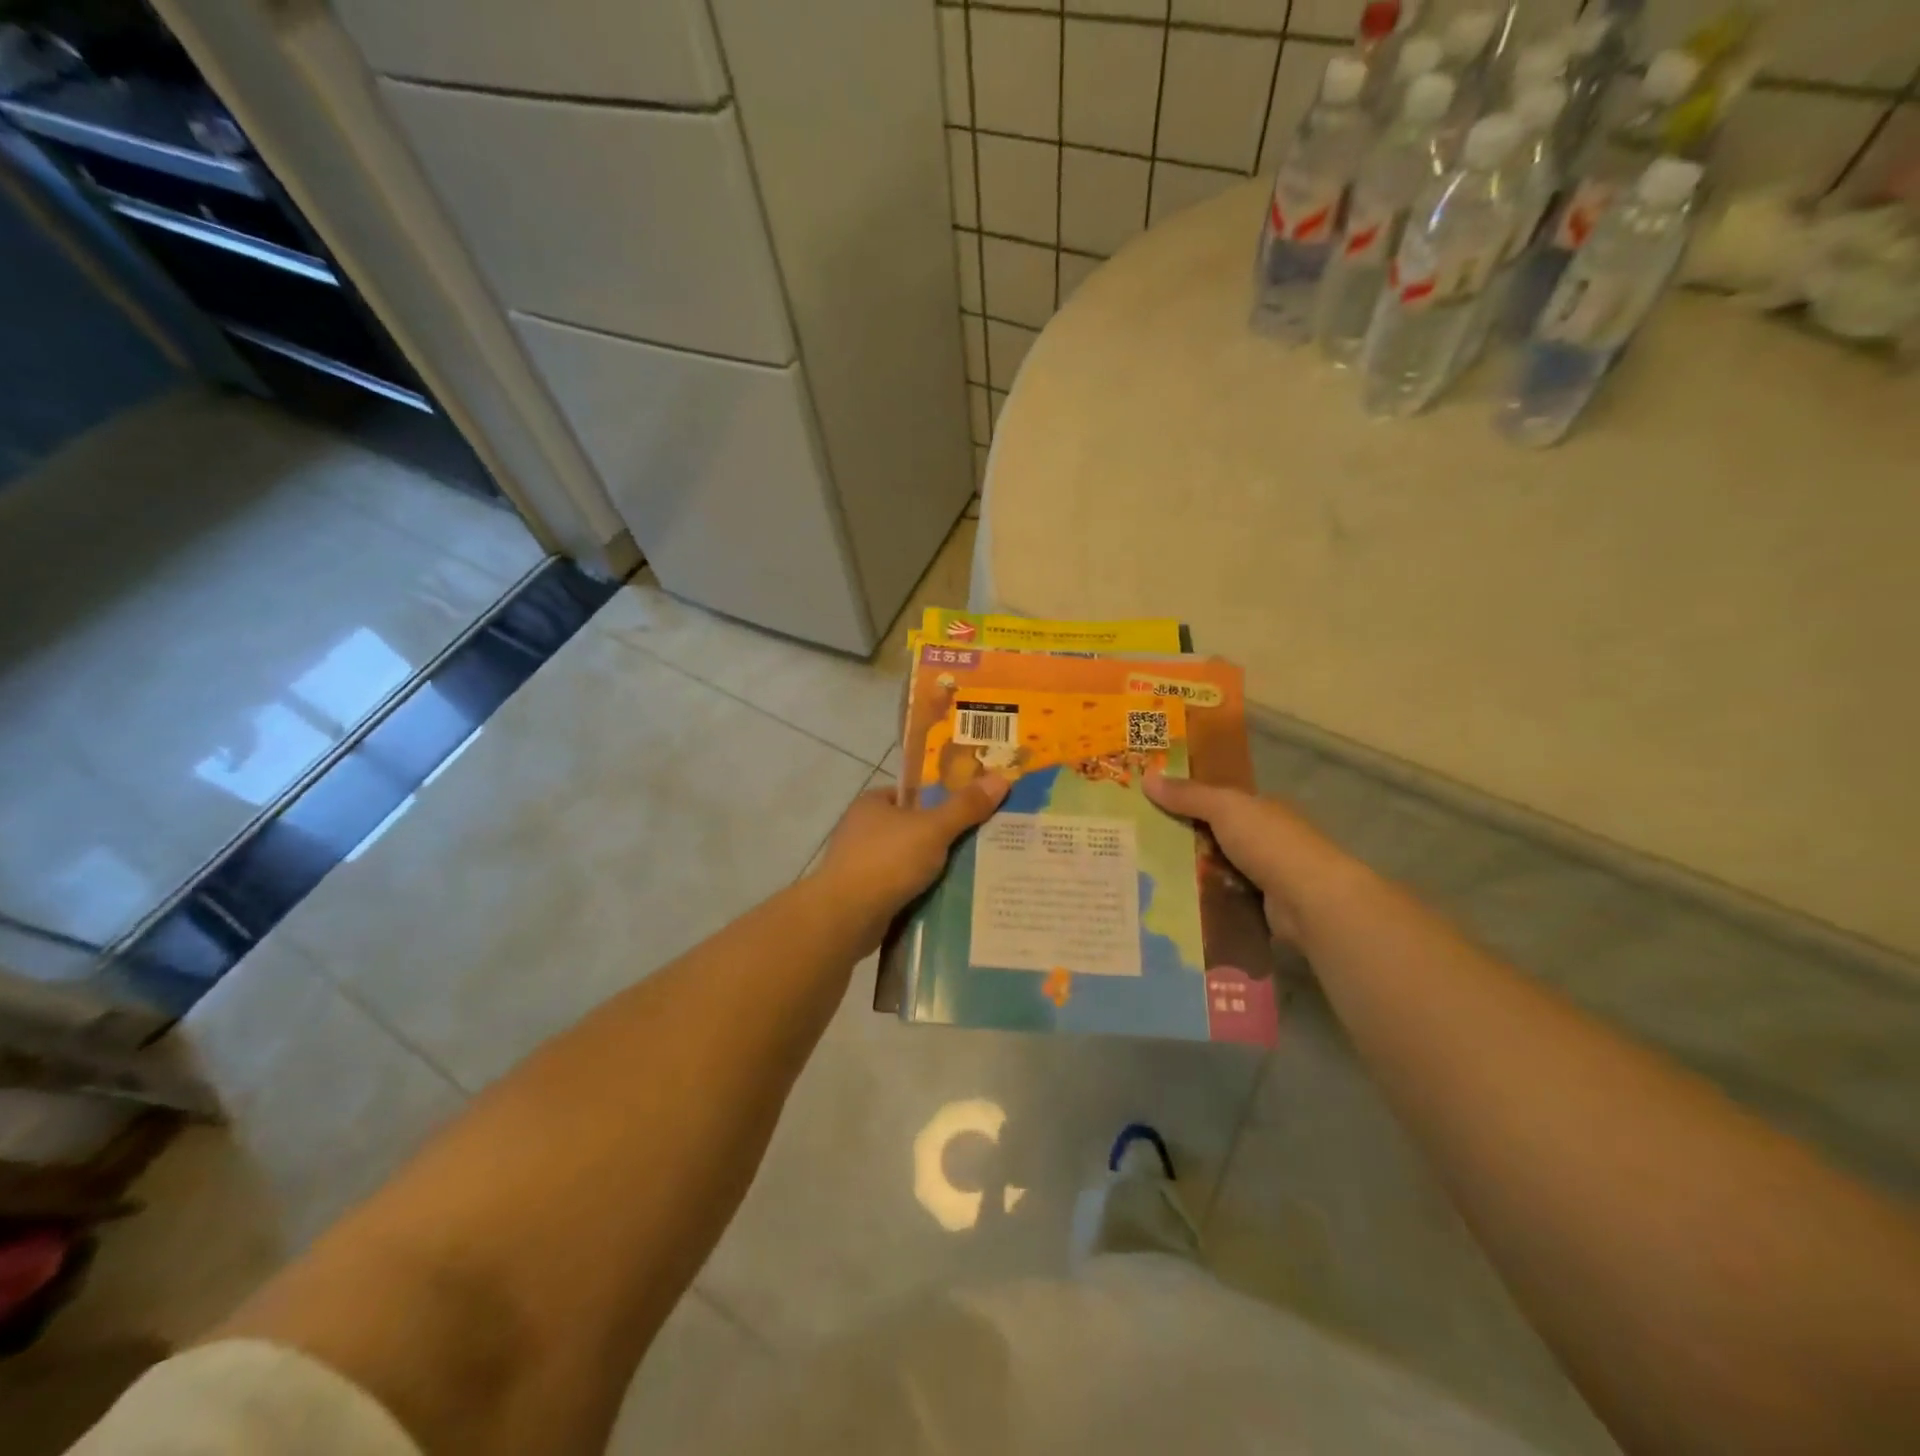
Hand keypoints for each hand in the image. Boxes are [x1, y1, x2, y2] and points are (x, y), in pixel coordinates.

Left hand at [815, 775, 1011, 943]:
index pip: (912, 794)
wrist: (845, 917)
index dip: (941, 800)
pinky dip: (918, 892)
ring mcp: (858, 864)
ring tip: (970, 875)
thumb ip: (965, 806)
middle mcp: (861, 830)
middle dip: (941, 838)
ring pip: (906, 861)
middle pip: (912, 828)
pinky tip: (944, 900)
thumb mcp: (933, 829)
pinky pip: (899, 888)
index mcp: (872, 804)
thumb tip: (1000, 778)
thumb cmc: (887, 861)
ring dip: (931, 869)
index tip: (971, 812)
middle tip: (980, 844)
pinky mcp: (861, 896)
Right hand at [1144, 771, 1363, 942]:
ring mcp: (1262, 875)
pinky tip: (1168, 902)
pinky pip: (1219, 898)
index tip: (1147, 804)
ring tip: (1142, 875)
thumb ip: (1188, 795)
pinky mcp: (1257, 908)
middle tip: (1134, 843)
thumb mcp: (1225, 808)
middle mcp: (1262, 839)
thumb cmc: (1270, 843)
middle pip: (1211, 835)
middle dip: (1178, 839)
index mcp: (1259, 808)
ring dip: (1186, 873)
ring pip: (1213, 869)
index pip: (1216, 799)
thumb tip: (1146, 776)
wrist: (1311, 901)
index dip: (1184, 799)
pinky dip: (1199, 900)